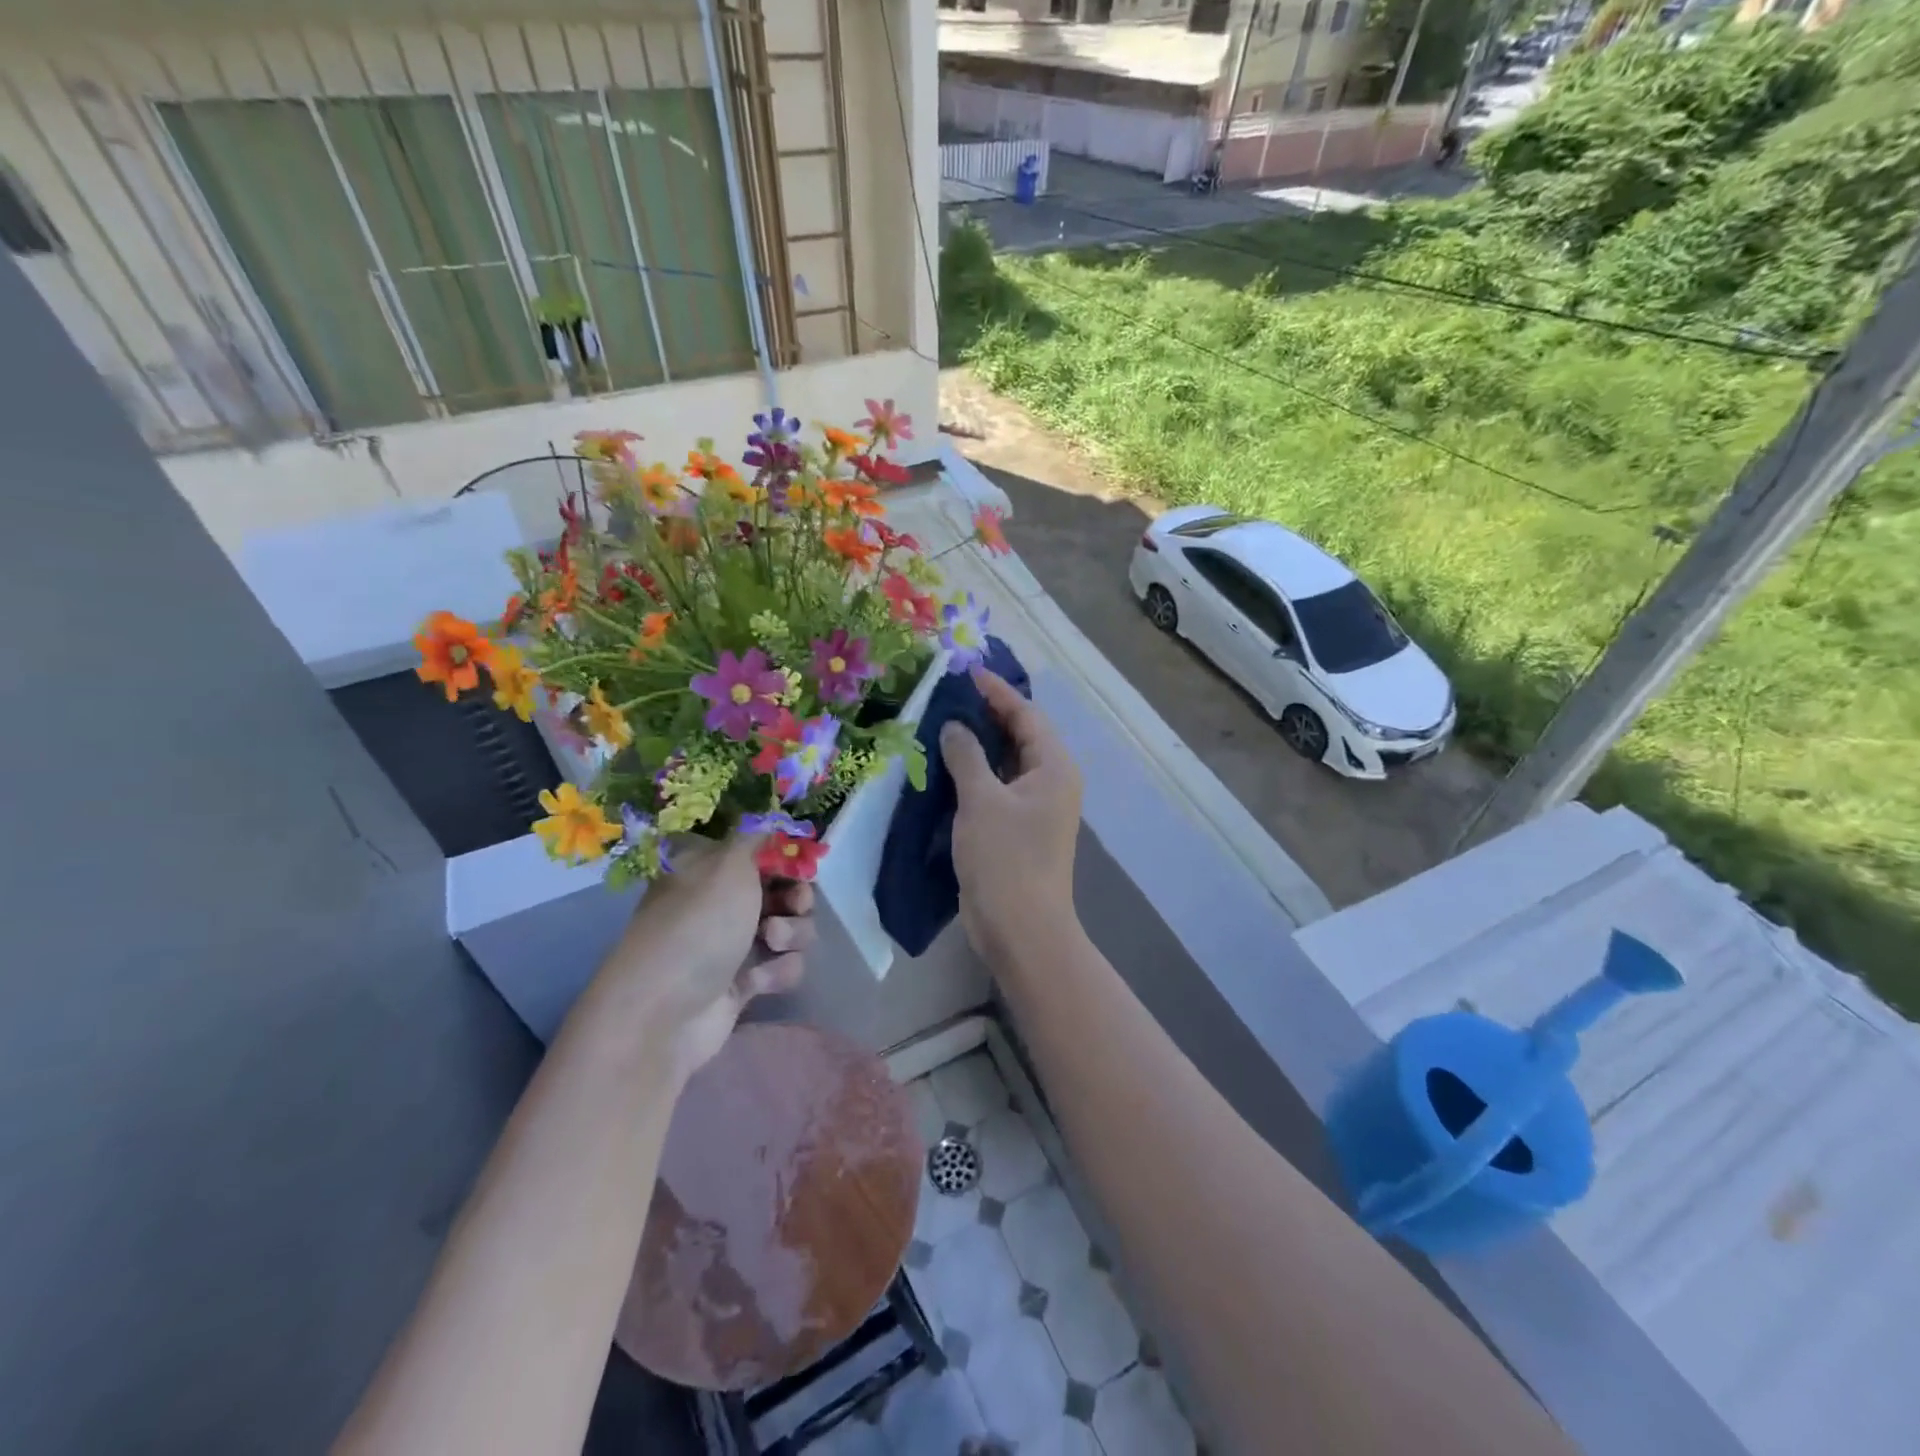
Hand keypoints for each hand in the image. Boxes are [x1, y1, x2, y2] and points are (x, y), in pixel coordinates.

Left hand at [580, 834, 811, 1080]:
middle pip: (781, 887)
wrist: (665, 1014)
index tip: (799, 861)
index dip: (784, 854)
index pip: (758, 848)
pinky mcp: (743, 981)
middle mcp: (719, 900)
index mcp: (708, 865)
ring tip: (772, 942)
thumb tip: (772, 818)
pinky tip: (761, 981)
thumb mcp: (728, 863)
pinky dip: (779, 970)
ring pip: (789, 926)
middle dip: (796, 896)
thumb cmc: (697, 925)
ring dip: (792, 932)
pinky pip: (781, 965)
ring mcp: (731, 942)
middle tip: (794, 903)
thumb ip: (758, 836)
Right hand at [939, 670, 1082, 963]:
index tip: (964, 671)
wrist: (1021, 929)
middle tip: (946, 694)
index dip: (995, 691)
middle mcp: (1051, 781)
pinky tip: (945, 765)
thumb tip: (954, 726)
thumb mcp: (981, 801)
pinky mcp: (1017, 827)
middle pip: (1019, 735)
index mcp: (1054, 767)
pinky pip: (997, 787)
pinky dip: (975, 772)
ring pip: (1006, 762)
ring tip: (940, 721)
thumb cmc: (1006, 859)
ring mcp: (1035, 806)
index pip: (1026, 714)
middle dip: (985, 714)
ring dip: (977, 744)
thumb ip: (966, 756)